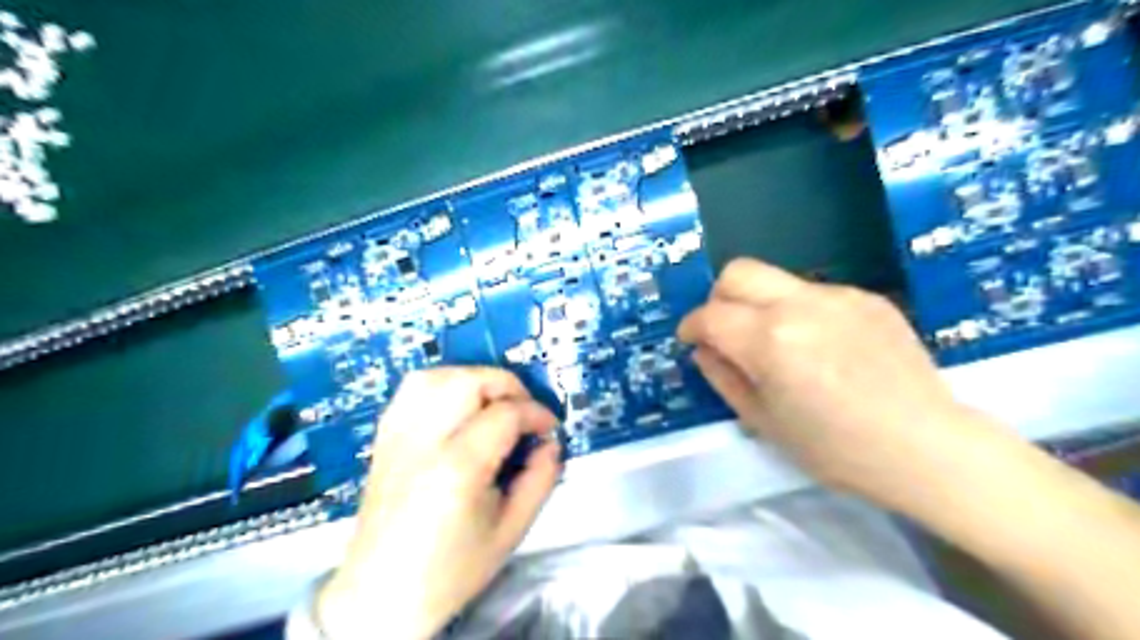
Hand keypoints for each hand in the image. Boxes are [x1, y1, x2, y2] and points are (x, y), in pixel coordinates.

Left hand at [312, 366, 561, 637]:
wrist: (382, 595)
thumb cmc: (452, 569)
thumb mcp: (512, 530)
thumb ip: (541, 479)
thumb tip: (551, 442)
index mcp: (458, 468)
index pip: (506, 414)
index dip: (537, 414)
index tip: (550, 428)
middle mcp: (423, 441)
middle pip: (468, 381)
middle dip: (507, 385)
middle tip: (523, 411)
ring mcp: (397, 435)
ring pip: (436, 376)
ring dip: (473, 379)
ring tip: (492, 403)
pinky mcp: (384, 437)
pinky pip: (411, 389)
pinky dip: (441, 384)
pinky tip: (457, 406)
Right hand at [681, 258, 998, 507]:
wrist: (926, 447)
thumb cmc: (835, 449)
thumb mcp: (763, 422)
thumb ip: (723, 377)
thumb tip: (705, 350)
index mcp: (769, 340)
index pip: (710, 315)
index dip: (692, 327)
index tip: (692, 341)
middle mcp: (799, 305)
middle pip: (738, 273)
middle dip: (719, 298)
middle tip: (726, 331)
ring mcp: (838, 296)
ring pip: (776, 281)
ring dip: (761, 305)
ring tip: (780, 345)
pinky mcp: (867, 298)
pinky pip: (814, 293)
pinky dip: (799, 312)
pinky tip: (821, 347)